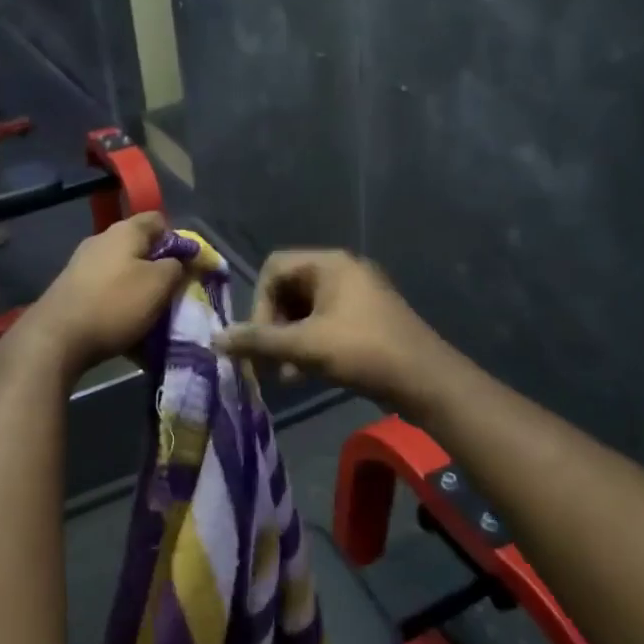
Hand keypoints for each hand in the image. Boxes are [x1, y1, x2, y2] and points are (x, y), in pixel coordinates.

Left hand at [19, 214, 182, 377]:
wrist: (56, 338)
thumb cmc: (114, 304)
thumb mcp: (159, 285)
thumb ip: (176, 266)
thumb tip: (178, 260)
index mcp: (125, 231)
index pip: (159, 220)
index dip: (178, 240)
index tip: (188, 267)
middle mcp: (101, 240)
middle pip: (140, 248)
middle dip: (159, 269)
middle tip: (173, 294)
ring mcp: (83, 264)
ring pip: (124, 272)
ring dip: (140, 290)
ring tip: (152, 315)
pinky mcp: (72, 289)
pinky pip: (107, 291)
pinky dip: (120, 304)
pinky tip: (126, 326)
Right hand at [213, 251, 449, 409]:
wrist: (426, 379)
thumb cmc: (363, 351)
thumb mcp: (306, 346)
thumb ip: (259, 341)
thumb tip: (217, 340)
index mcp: (330, 264)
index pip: (274, 267)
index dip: (260, 303)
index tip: (262, 338)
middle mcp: (343, 271)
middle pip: (289, 289)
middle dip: (274, 325)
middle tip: (270, 360)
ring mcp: (357, 294)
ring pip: (306, 309)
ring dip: (290, 339)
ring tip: (287, 373)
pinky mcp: (366, 317)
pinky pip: (326, 322)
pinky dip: (310, 343)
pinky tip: (306, 373)